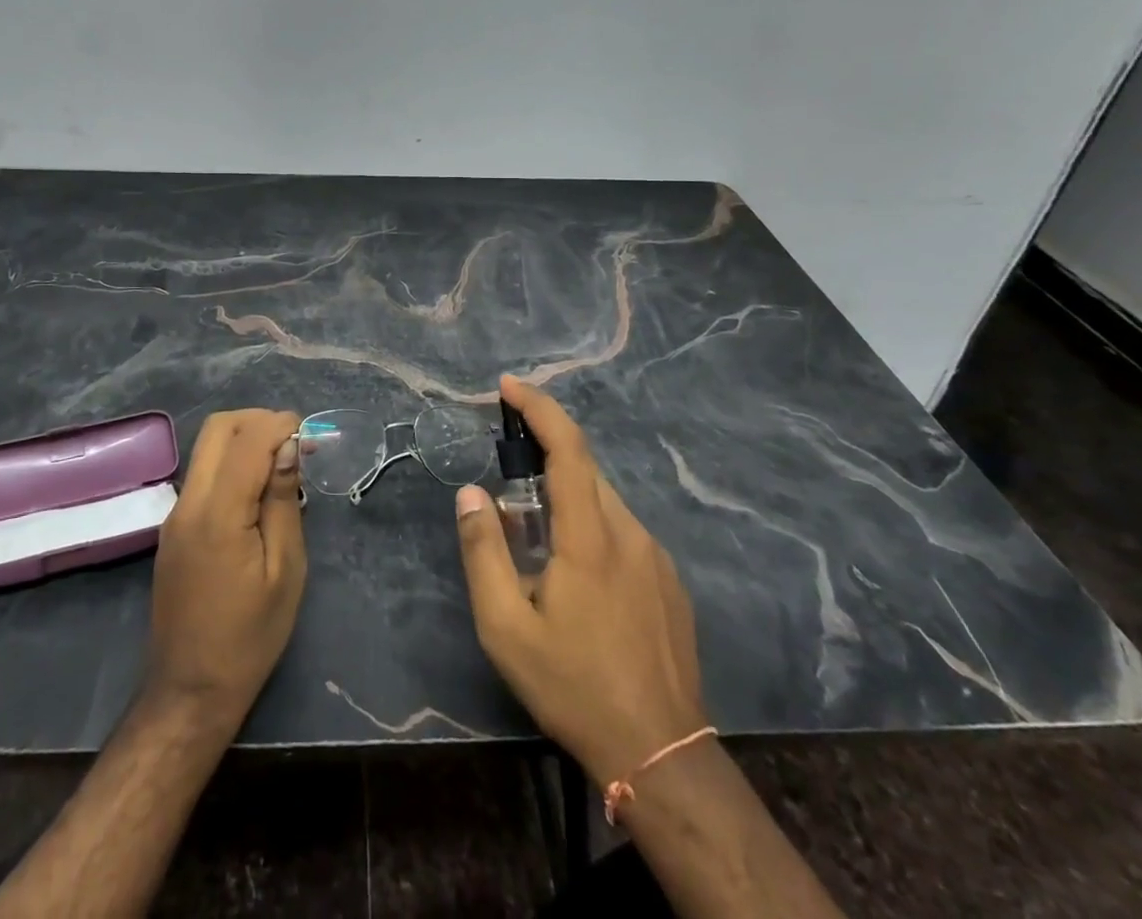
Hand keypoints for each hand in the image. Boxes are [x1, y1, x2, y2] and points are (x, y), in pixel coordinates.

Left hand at [147, 408, 305, 720]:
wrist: (189, 692)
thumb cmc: (249, 637)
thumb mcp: (284, 571)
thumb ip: (282, 501)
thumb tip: (288, 447)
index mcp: (218, 514)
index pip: (248, 440)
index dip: (281, 425)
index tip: (311, 436)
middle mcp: (189, 503)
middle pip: (218, 428)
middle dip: (259, 421)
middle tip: (294, 443)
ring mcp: (175, 515)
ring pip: (207, 448)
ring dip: (245, 440)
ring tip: (282, 467)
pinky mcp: (173, 529)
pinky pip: (203, 474)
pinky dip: (232, 464)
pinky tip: (258, 494)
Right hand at [456, 376, 707, 783]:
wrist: (662, 754)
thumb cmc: (574, 687)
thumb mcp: (507, 628)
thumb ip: (483, 552)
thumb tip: (471, 493)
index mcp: (590, 537)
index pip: (568, 448)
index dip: (539, 408)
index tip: (509, 386)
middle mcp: (630, 533)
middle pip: (586, 471)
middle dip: (545, 457)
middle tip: (508, 477)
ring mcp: (657, 557)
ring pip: (606, 502)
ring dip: (568, 498)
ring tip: (536, 542)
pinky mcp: (670, 582)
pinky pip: (624, 532)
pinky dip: (592, 526)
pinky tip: (578, 577)